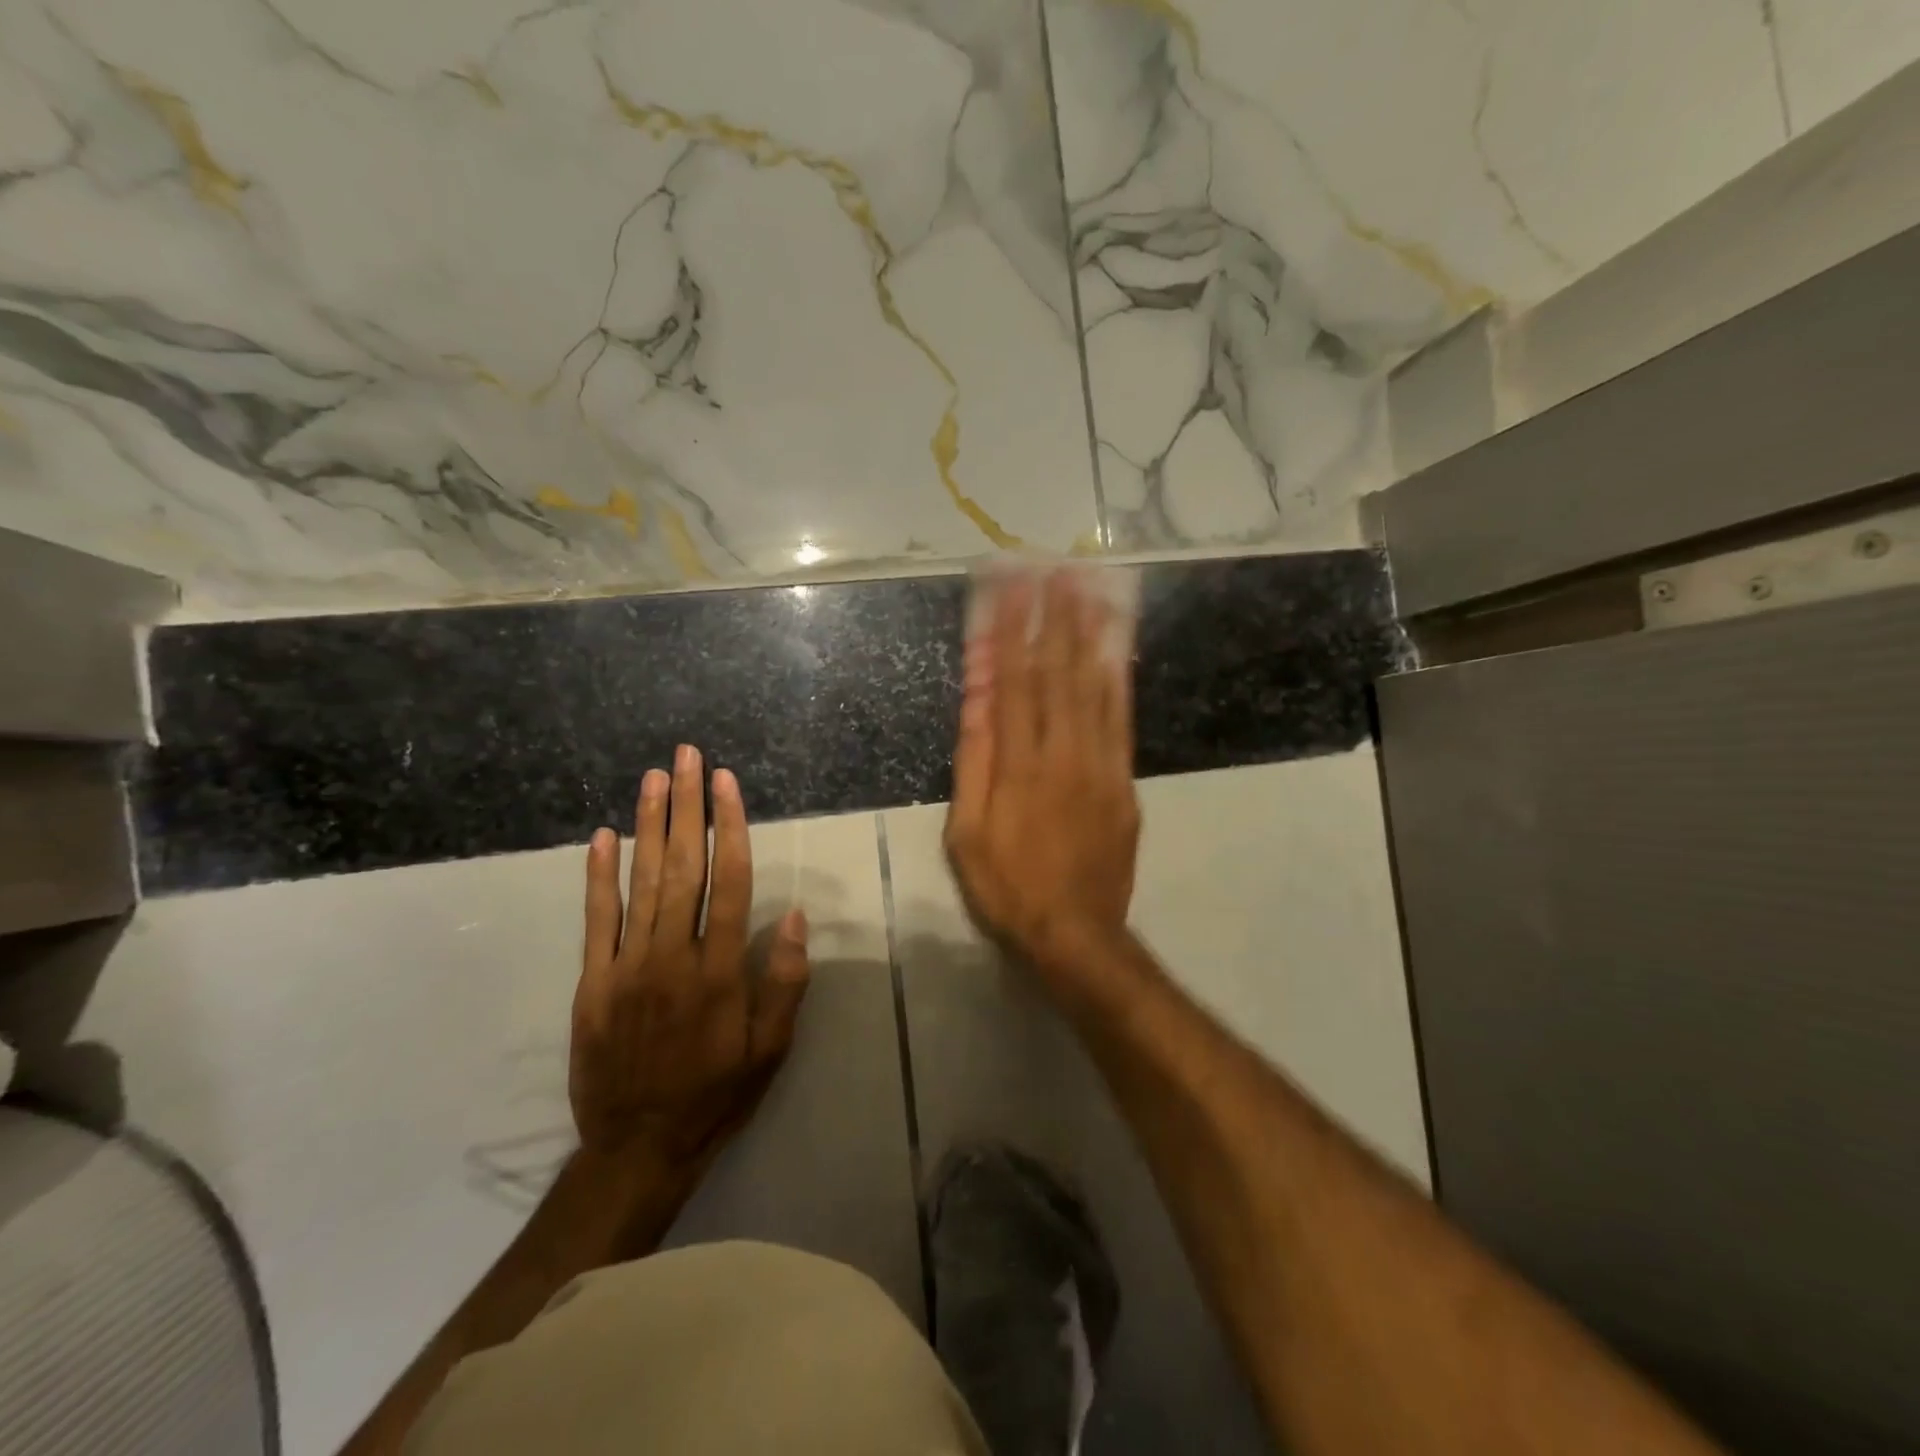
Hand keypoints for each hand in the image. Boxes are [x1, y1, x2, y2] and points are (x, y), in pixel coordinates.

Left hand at [573, 745, 810, 1171]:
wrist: (638, 1148)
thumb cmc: (717, 1094)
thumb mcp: (770, 1048)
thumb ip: (783, 981)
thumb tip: (792, 914)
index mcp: (719, 971)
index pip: (730, 881)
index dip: (731, 827)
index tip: (727, 783)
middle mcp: (672, 957)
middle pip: (684, 867)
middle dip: (688, 807)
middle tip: (688, 757)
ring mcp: (626, 968)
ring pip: (641, 883)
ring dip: (649, 825)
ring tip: (655, 778)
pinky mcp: (592, 984)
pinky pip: (596, 920)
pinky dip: (599, 876)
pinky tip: (604, 837)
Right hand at [944, 570, 1140, 986]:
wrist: (1076, 934)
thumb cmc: (1007, 887)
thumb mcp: (967, 832)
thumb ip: (975, 761)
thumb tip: (978, 697)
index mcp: (1019, 765)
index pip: (1014, 681)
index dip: (1010, 630)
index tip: (1008, 586)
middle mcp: (1064, 753)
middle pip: (1058, 672)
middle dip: (1054, 615)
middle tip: (1055, 565)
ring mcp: (1102, 765)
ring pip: (1096, 687)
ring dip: (1090, 633)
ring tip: (1090, 586)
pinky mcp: (1125, 781)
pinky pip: (1122, 718)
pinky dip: (1118, 677)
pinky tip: (1115, 647)